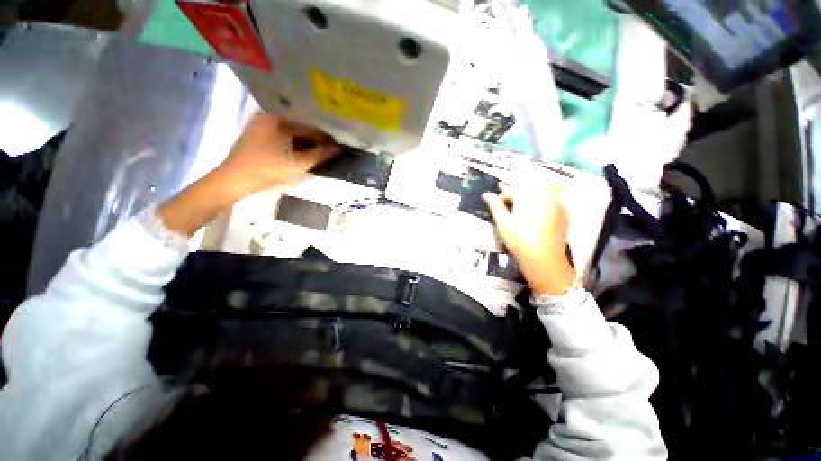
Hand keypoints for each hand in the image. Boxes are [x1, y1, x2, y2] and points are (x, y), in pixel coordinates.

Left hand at [217, 113, 340, 195]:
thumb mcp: (299, 163)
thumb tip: (338, 148)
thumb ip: (320, 154)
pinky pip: (278, 137)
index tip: (337, 147)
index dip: (325, 139)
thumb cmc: (270, 169)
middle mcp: (268, 117)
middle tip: (327, 151)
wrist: (235, 179)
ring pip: (288, 133)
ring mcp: (258, 125)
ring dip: (303, 143)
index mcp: (278, 120)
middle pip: (298, 129)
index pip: (309, 128)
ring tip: (315, 154)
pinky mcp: (253, 135)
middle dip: (313, 141)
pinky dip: (290, 144)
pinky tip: (297, 153)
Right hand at [482, 183, 574, 295]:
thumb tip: (485, 194)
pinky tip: (535, 215)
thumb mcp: (503, 222)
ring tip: (519, 205)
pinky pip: (549, 204)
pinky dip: (540, 206)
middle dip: (514, 194)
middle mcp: (544, 196)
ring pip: (539, 196)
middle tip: (504, 198)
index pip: (511, 192)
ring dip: (527, 199)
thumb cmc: (519, 240)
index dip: (501, 198)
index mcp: (528, 196)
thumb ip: (494, 205)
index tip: (495, 205)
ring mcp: (556, 204)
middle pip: (526, 191)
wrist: (544, 260)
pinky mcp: (563, 214)